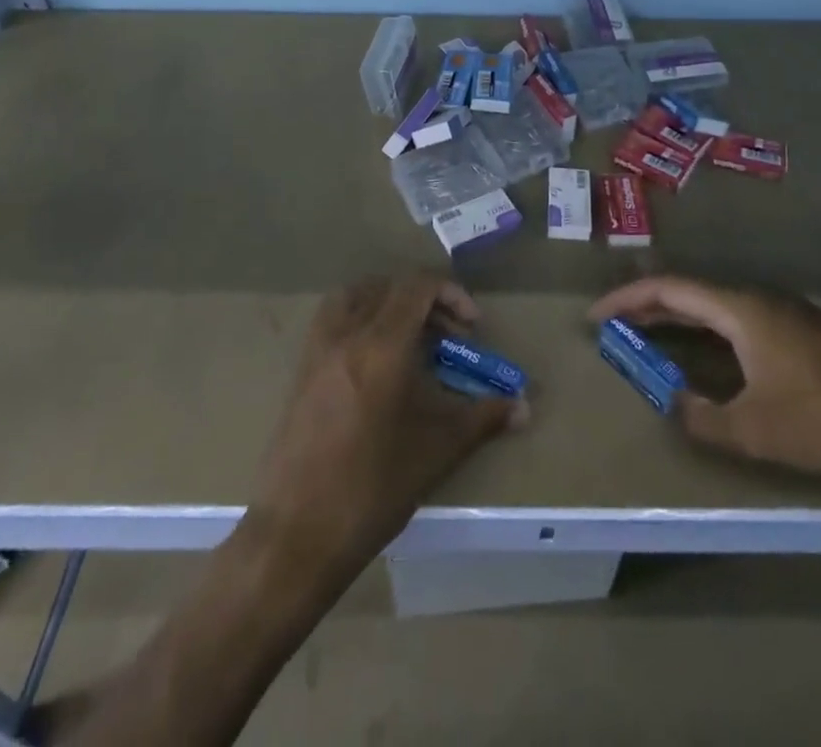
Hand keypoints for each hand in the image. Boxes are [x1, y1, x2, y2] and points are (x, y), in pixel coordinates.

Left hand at [246, 271, 521, 581]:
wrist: (297, 535)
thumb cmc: (373, 488)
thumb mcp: (437, 449)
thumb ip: (483, 418)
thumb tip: (523, 407)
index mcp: (381, 344)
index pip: (417, 286)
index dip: (451, 294)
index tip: (472, 327)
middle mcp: (346, 334)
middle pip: (388, 287)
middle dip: (425, 301)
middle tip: (448, 336)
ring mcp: (318, 350)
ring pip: (354, 296)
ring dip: (387, 302)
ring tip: (411, 337)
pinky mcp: (301, 372)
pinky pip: (333, 321)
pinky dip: (359, 320)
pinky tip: (377, 362)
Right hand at [589, 276, 820, 478]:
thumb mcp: (757, 429)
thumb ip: (704, 418)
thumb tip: (673, 403)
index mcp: (740, 308)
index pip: (670, 290)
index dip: (628, 300)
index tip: (596, 316)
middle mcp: (757, 298)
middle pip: (689, 292)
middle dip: (647, 307)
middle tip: (614, 328)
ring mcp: (783, 311)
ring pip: (715, 304)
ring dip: (678, 318)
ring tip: (649, 338)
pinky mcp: (802, 329)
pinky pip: (737, 317)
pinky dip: (706, 329)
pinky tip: (708, 354)